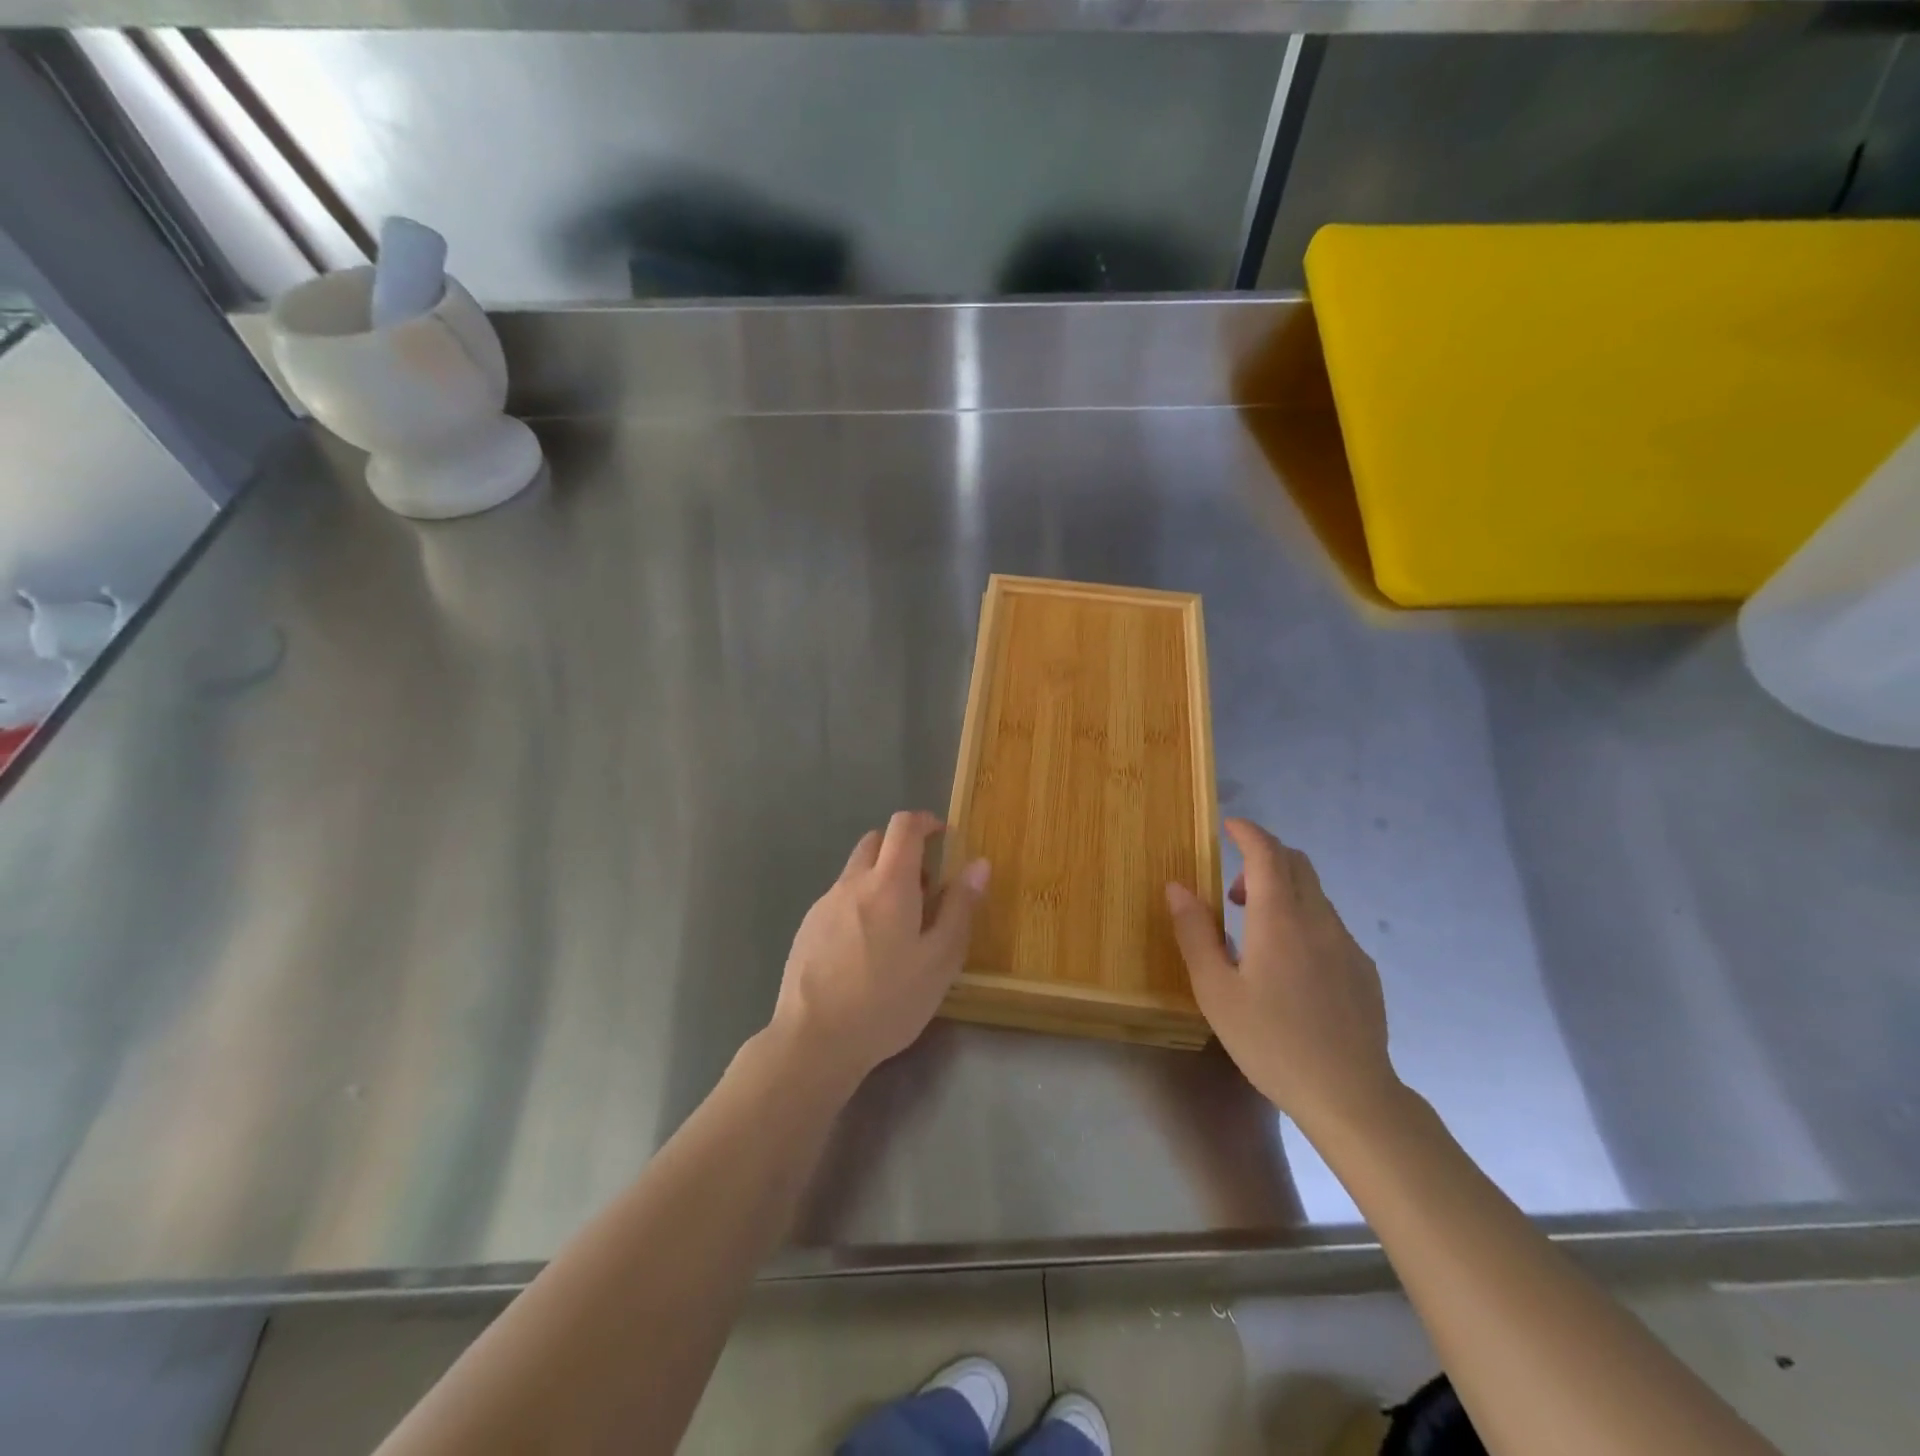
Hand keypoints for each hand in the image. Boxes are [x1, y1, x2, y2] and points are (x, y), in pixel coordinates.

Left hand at [769, 811, 990, 1091]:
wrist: (814, 1041)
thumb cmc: (887, 1000)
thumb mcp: (940, 960)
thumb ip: (960, 908)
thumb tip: (979, 864)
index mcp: (889, 883)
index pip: (904, 826)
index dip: (926, 822)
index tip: (943, 835)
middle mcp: (852, 883)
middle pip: (876, 842)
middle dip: (903, 850)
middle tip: (925, 887)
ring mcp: (824, 904)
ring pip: (856, 872)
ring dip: (880, 880)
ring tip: (898, 928)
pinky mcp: (807, 928)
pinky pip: (839, 899)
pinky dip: (860, 905)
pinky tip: (866, 951)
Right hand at [1166, 818, 1402, 1140]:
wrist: (1351, 1096)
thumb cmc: (1271, 1042)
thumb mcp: (1216, 991)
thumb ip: (1195, 933)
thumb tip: (1177, 886)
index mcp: (1280, 919)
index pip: (1267, 853)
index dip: (1248, 832)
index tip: (1228, 827)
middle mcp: (1319, 920)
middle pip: (1296, 864)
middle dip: (1263, 859)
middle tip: (1232, 893)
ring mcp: (1347, 944)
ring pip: (1314, 895)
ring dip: (1282, 892)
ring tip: (1255, 934)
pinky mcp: (1363, 969)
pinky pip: (1329, 925)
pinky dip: (1302, 920)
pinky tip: (1289, 968)